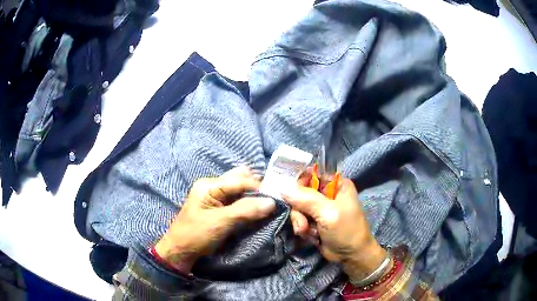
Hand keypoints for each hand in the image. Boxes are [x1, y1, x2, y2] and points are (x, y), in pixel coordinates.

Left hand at [154, 167, 275, 272]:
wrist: (180, 251)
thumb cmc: (196, 235)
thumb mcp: (220, 223)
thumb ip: (245, 210)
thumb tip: (272, 202)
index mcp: (209, 185)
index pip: (240, 180)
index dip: (259, 187)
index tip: (277, 198)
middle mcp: (212, 186)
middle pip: (239, 180)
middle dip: (257, 188)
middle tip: (273, 199)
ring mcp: (214, 196)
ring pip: (239, 190)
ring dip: (253, 196)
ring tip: (267, 204)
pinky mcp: (217, 207)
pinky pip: (236, 200)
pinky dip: (247, 203)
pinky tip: (256, 209)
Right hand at [284, 173, 386, 280]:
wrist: (351, 256)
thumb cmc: (346, 231)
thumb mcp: (328, 213)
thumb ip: (306, 199)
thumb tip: (283, 188)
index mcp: (337, 184)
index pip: (312, 174)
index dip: (299, 183)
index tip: (290, 195)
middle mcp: (328, 193)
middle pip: (301, 192)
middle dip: (299, 210)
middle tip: (303, 223)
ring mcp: (321, 208)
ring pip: (298, 207)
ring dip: (300, 221)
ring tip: (307, 232)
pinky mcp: (315, 221)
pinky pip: (300, 219)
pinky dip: (303, 228)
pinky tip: (310, 236)